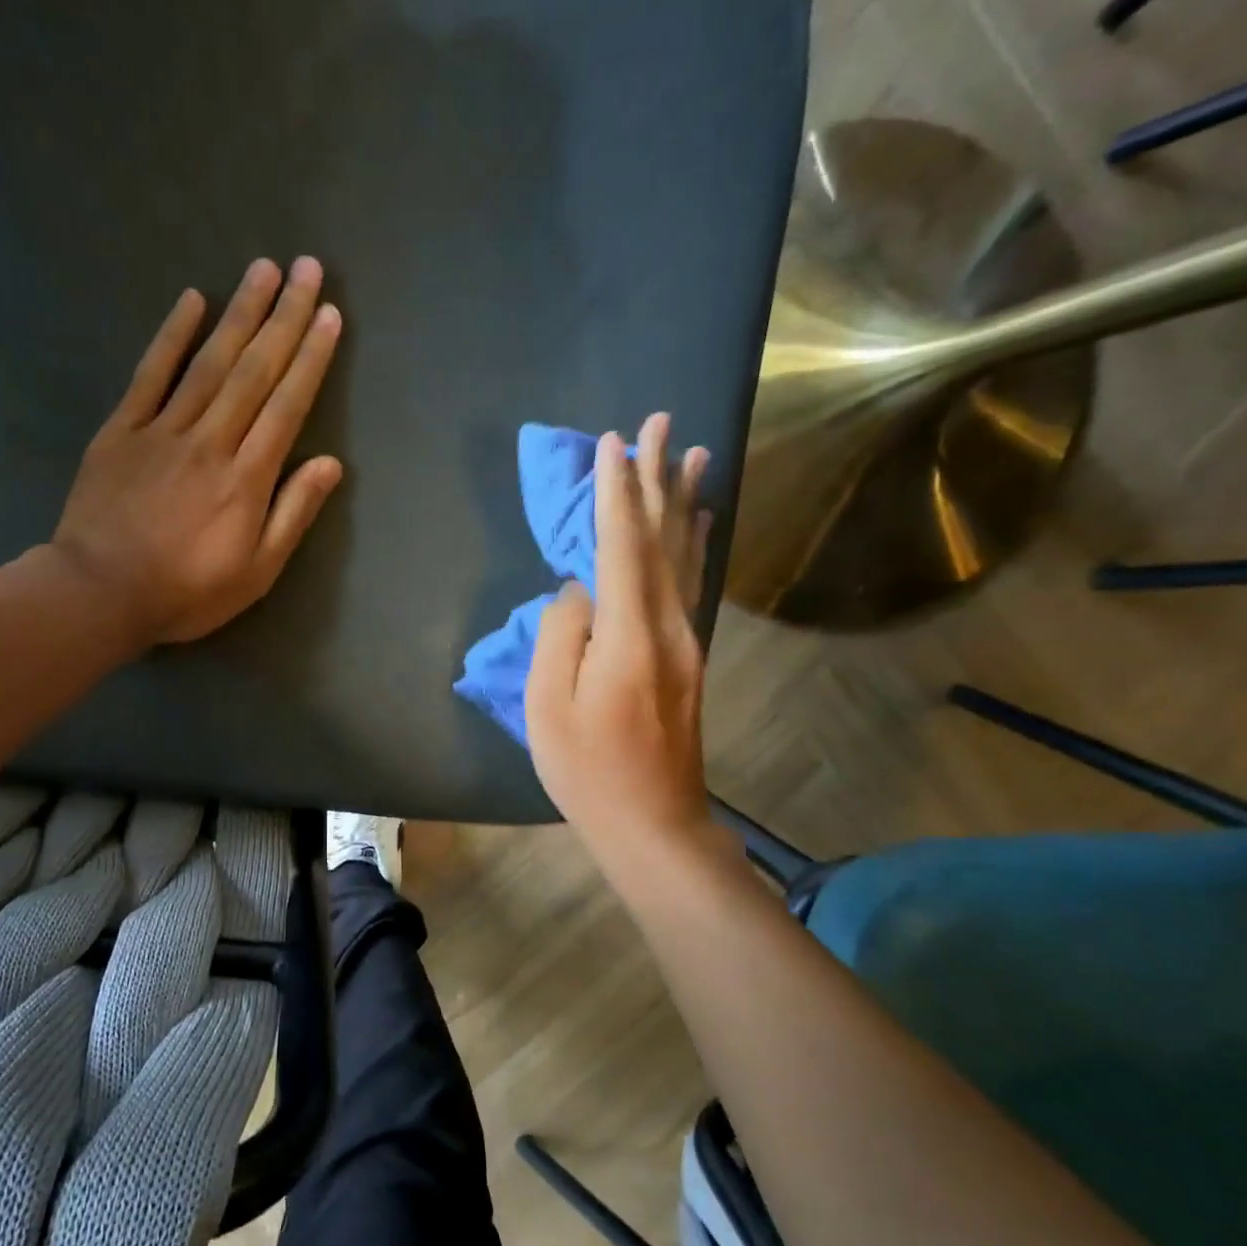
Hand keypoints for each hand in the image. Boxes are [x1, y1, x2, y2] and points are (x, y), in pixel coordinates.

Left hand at [50, 256, 344, 646]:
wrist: (101, 593)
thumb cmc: (186, 592)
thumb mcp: (256, 573)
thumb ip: (292, 514)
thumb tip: (329, 463)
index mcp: (247, 479)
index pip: (287, 406)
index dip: (311, 359)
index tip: (328, 315)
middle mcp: (211, 441)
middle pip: (254, 371)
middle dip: (284, 318)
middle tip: (306, 268)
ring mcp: (163, 430)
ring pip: (209, 362)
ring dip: (240, 313)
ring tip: (264, 269)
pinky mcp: (122, 430)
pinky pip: (150, 374)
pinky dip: (171, 335)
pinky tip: (192, 300)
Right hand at [526, 414, 716, 855]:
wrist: (653, 822)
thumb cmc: (587, 769)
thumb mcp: (548, 705)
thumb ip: (560, 635)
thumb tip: (576, 590)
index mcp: (628, 633)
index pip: (621, 545)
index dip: (615, 492)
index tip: (613, 442)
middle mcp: (669, 625)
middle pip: (662, 538)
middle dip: (658, 478)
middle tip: (662, 423)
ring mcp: (686, 641)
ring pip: (685, 557)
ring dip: (684, 503)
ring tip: (694, 456)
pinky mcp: (689, 658)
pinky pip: (691, 584)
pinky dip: (693, 546)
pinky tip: (698, 526)